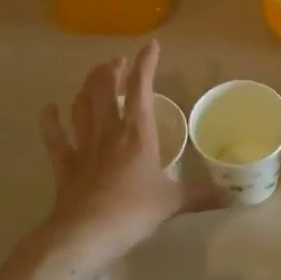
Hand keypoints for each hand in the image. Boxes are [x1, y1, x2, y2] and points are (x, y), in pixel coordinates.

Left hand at [38, 41, 214, 265]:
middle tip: (116, 61)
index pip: (141, 89)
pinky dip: (50, 122)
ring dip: (86, 88)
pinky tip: (49, 109)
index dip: (146, 64)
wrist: (87, 233)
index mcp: (137, 133)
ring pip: (82, 107)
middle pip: (105, 90)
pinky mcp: (65, 165)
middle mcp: (109, 132)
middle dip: (111, 71)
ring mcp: (83, 146)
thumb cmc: (133, 211)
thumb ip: (201, 196)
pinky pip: (55, 138)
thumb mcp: (173, 203)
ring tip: (92, 77)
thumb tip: (232, 197)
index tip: (151, 46)